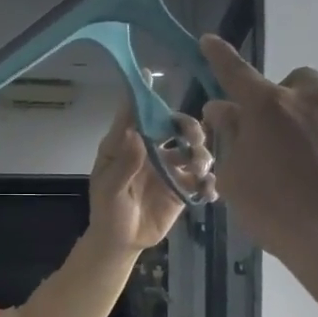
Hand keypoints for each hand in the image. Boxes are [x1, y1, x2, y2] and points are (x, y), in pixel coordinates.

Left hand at [87, 101, 214, 251]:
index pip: (134, 114)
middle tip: (192, 139)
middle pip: (174, 126)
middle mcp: (150, 150)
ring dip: (201, 154)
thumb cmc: (108, 212)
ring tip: (200, 169)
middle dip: (188, 127)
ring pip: (193, 150)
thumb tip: (136, 135)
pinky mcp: (183, 187)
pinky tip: (209, 191)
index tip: (151, 74)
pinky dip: (209, 182)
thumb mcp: (110, 190)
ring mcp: (169, 168)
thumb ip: (124, 165)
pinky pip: (202, 179)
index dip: (143, 95)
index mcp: (127, 145)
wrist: (121, 242)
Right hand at [198, 35, 317, 263]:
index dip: (220, 57)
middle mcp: (313, 101)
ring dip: (311, 125)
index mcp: (269, 108)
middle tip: (272, 135)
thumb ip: (229, 137)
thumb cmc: (275, 211)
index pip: (237, 72)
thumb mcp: (235, 177)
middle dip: (282, 98)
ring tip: (306, 168)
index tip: (209, 42)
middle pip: (295, 82)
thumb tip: (225, 110)